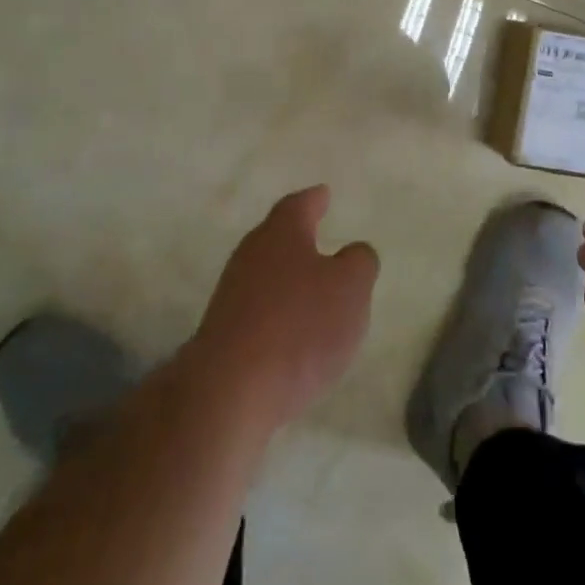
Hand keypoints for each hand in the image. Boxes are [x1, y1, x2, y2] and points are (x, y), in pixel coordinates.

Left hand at [193, 185, 379, 430]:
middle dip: (300, 237)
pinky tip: (295, 331)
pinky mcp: (225, 332)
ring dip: (290, 277)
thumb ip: (359, 262)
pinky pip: (260, 309)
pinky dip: (279, 311)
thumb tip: (354, 253)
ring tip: (315, 287)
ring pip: (268, 273)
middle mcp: (252, 254)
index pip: (299, 205)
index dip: (315, 199)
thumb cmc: (300, 325)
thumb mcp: (351, 287)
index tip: (324, 194)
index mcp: (281, 233)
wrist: (231, 390)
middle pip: (278, 236)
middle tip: (321, 234)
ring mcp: (232, 294)